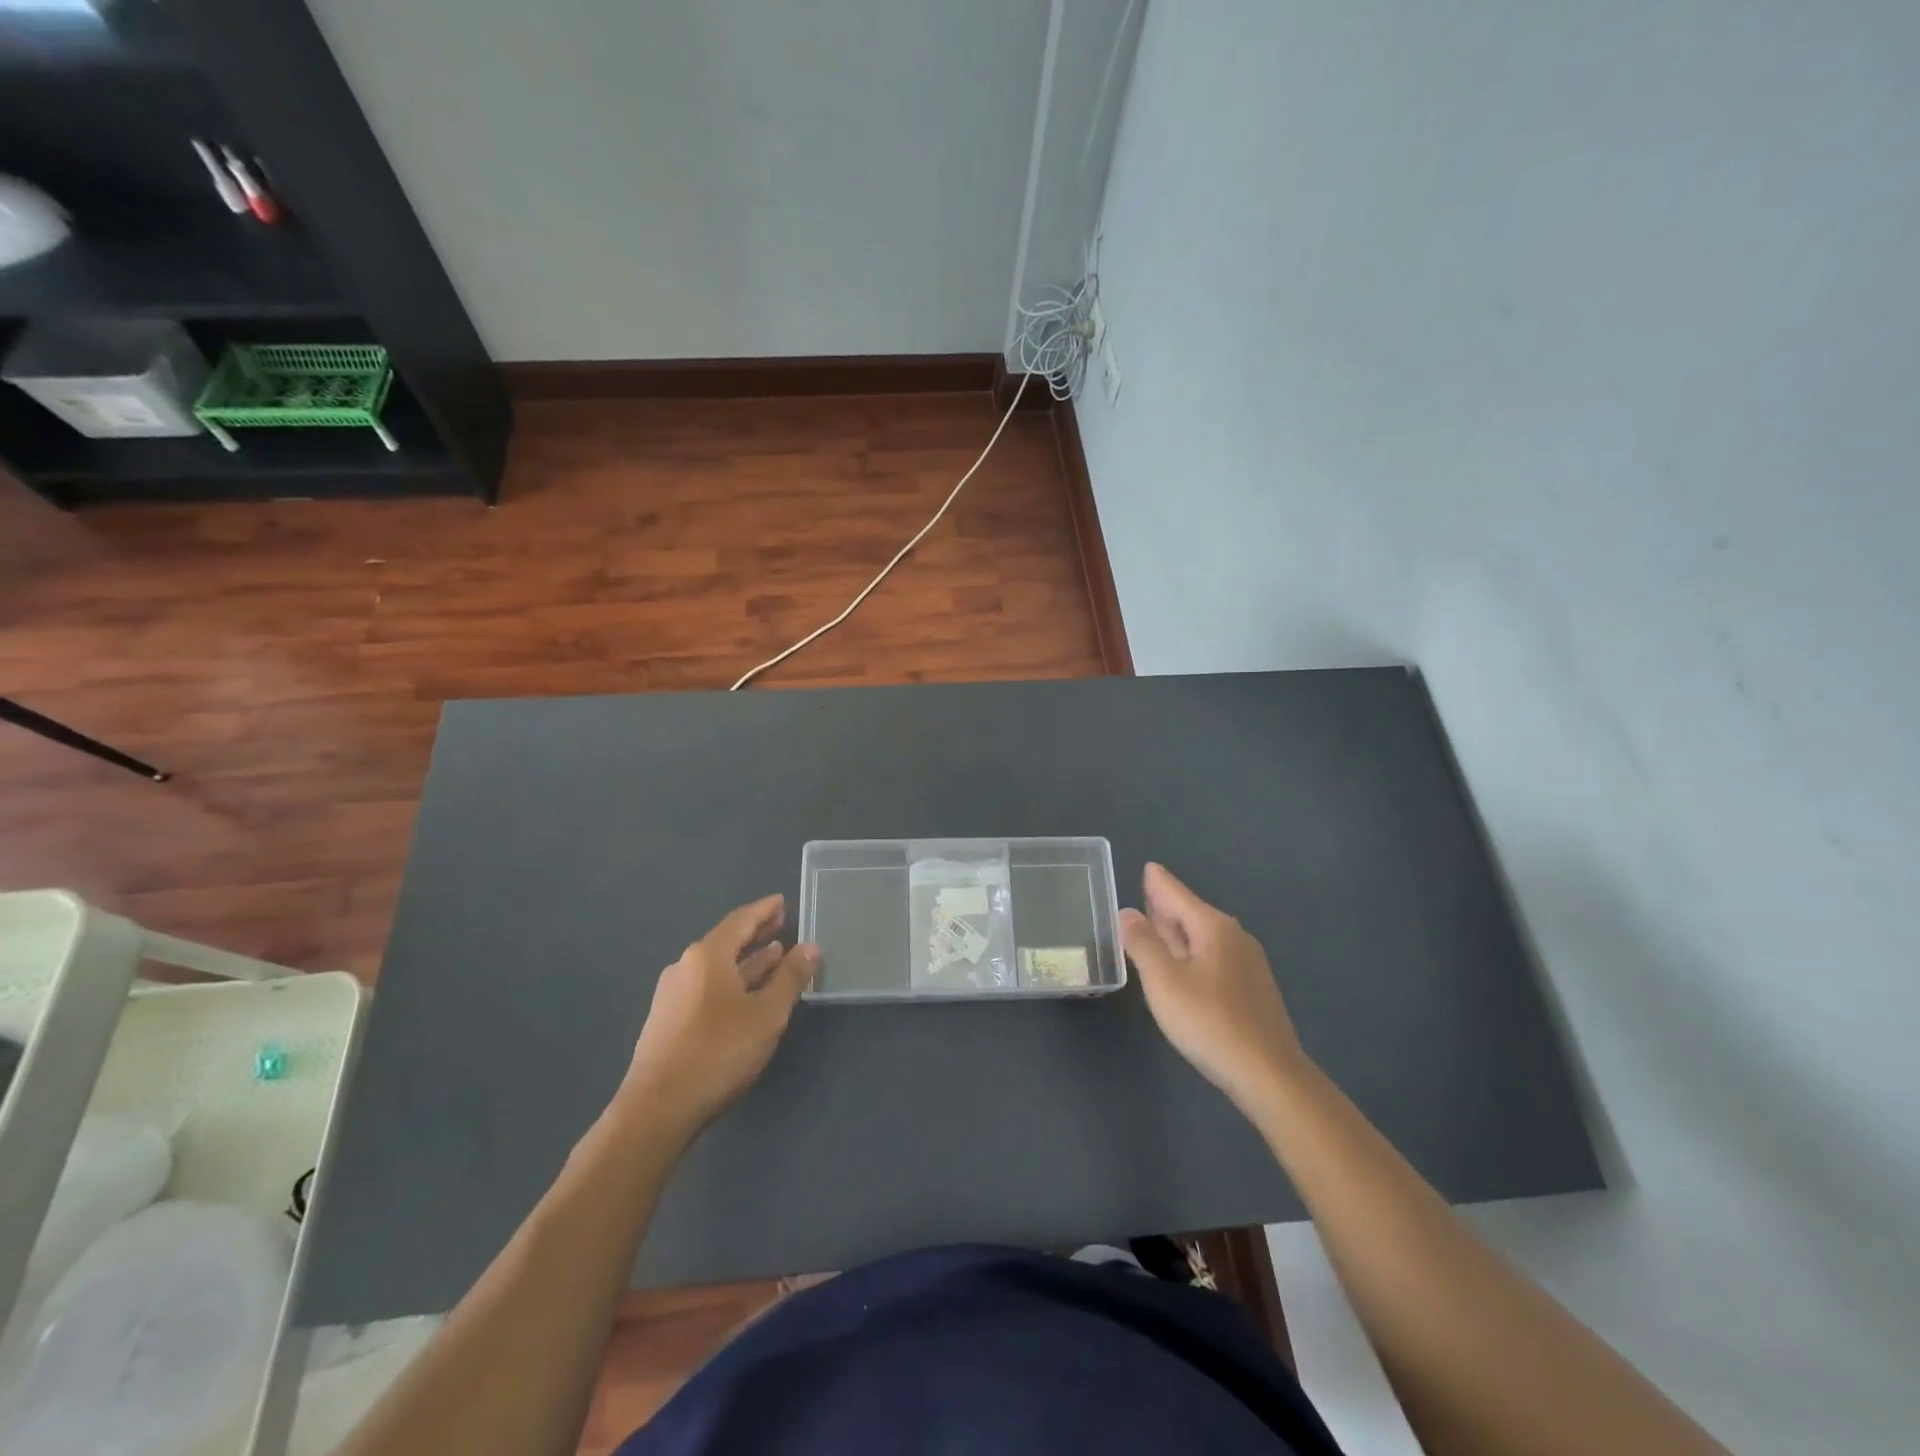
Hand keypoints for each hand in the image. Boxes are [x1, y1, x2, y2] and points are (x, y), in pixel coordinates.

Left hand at [622, 894, 817, 1136]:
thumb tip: (810, 947)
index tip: (781, 902)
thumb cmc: (718, 1052)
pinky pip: (706, 988)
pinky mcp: (667, 1022)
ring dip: (746, 961)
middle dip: (755, 933)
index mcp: (707, 956)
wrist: (657, 1109)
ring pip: (716, 968)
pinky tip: (745, 996)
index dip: (764, 910)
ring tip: (772, 957)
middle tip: (780, 925)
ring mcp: (672, 995)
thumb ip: (791, 978)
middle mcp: (685, 967)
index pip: (740, 920)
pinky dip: (731, 982)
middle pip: (726, 941)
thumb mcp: (767, 1014)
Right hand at [1121, 863, 1306, 1112]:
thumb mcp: (1164, 980)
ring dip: (1177, 932)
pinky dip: (1191, 953)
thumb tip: (1127, 912)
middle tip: (1145, 895)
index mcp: (1213, 928)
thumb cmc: (1209, 1022)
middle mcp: (1233, 938)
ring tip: (1155, 927)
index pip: (1177, 895)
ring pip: (1203, 938)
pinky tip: (1181, 967)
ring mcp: (1247, 965)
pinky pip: (1212, 958)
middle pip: (1192, 914)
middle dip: (1166, 906)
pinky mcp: (1251, 990)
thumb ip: (1142, 943)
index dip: (1158, 883)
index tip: (1148, 867)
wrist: (1269, 1075)